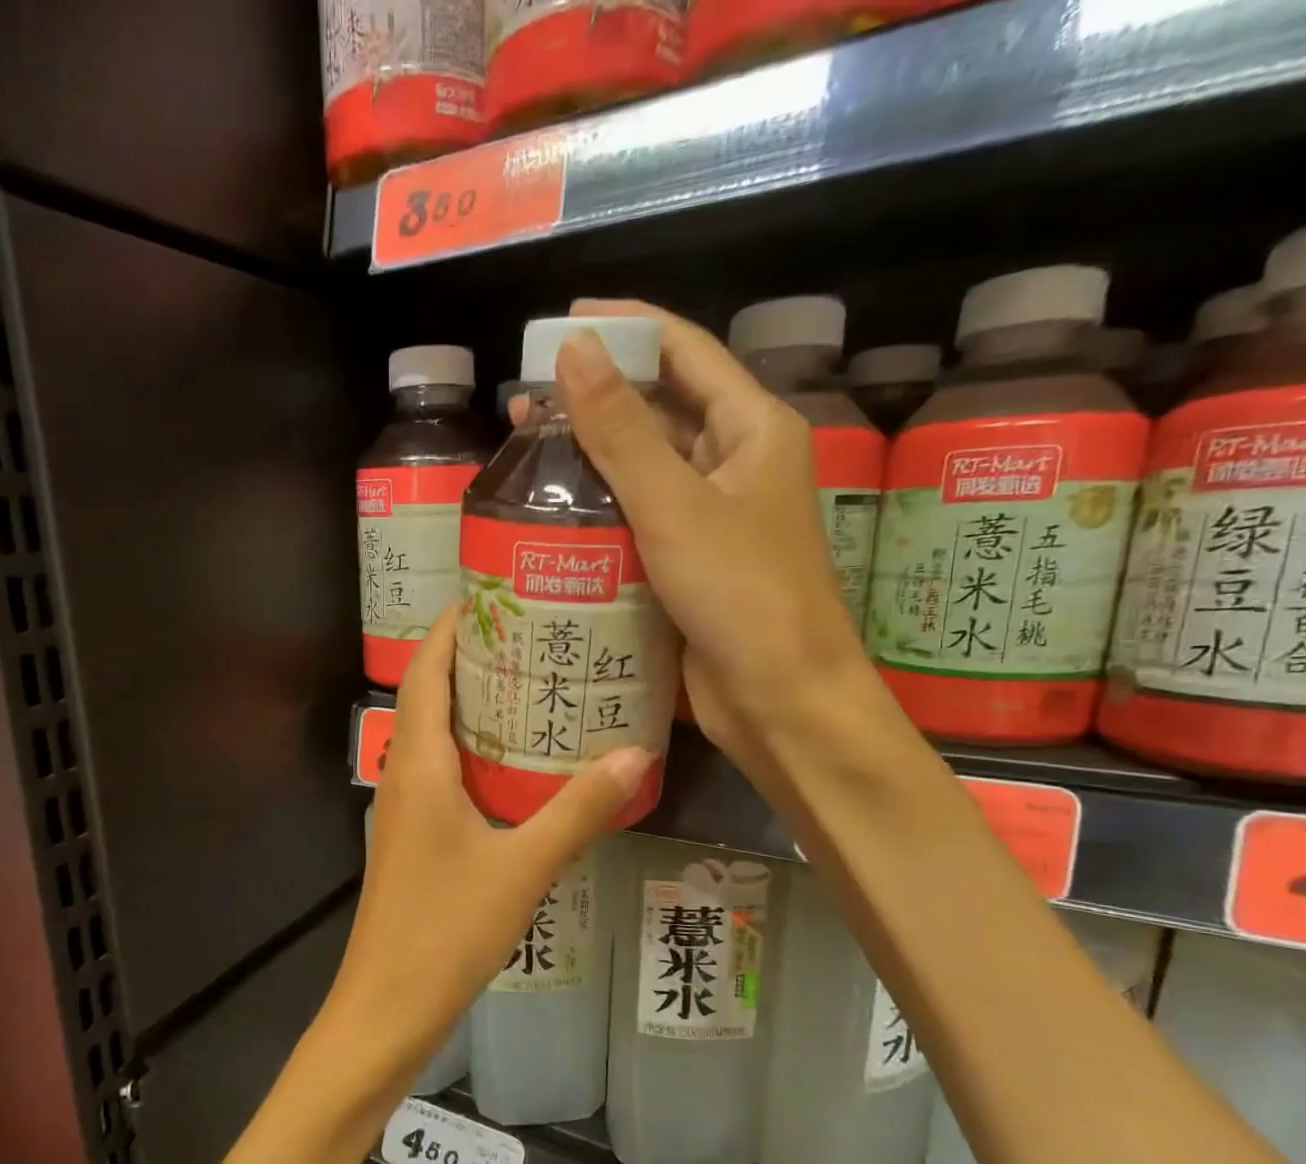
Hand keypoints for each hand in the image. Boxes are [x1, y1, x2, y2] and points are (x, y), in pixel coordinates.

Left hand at [325, 607, 649, 1081]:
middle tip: (534, 635)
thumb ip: (578, 810)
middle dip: (473, 659)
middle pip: (430, 696)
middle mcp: (405, 775)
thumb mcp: (522, 867)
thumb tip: (636, 754)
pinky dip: (477, 752)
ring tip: (537, 686)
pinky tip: (522, 766)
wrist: (387, 1005)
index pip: (426, 673)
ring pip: (437, 736)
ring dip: (476, 706)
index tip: (493, 595)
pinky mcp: (416, 838)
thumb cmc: (446, 930)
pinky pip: (444, 774)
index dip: (452, 629)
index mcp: (419, 764)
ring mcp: (407, 809)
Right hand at [549, 300, 870, 759]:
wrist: (779, 699)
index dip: (627, 327)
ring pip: (645, 470)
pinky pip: (639, 522)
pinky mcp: (689, 565)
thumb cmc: (741, 593)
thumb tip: (573, 349)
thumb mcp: (674, 504)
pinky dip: (600, 513)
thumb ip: (622, 430)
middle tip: (526, 402)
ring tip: (527, 453)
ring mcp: (713, 519)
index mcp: (753, 429)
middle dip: (596, 399)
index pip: (685, 351)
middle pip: (661, 409)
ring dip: (592, 459)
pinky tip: (554, 515)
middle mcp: (735, 465)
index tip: (563, 322)